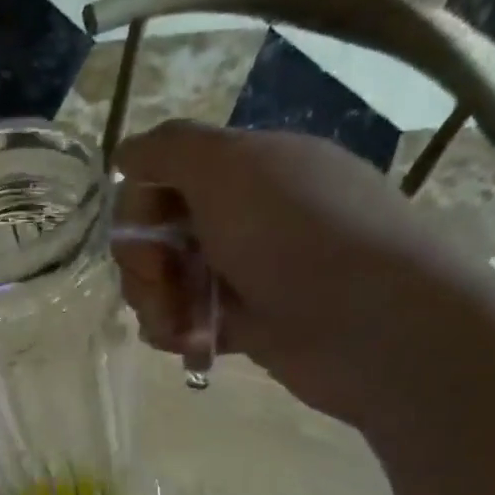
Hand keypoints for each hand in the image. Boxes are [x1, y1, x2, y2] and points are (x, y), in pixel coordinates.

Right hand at [112, 121, 494, 428]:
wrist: (369, 323)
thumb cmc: (297, 234)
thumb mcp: (229, 166)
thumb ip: (168, 150)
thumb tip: (125, 153)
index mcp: (242, 170)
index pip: (160, 179)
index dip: (139, 207)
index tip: (151, 232)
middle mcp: (239, 217)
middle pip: (154, 236)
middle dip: (143, 263)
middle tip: (165, 280)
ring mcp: (240, 274)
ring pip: (163, 285)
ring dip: (156, 304)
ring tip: (181, 325)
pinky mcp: (242, 325)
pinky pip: (184, 325)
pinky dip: (178, 334)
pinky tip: (194, 344)